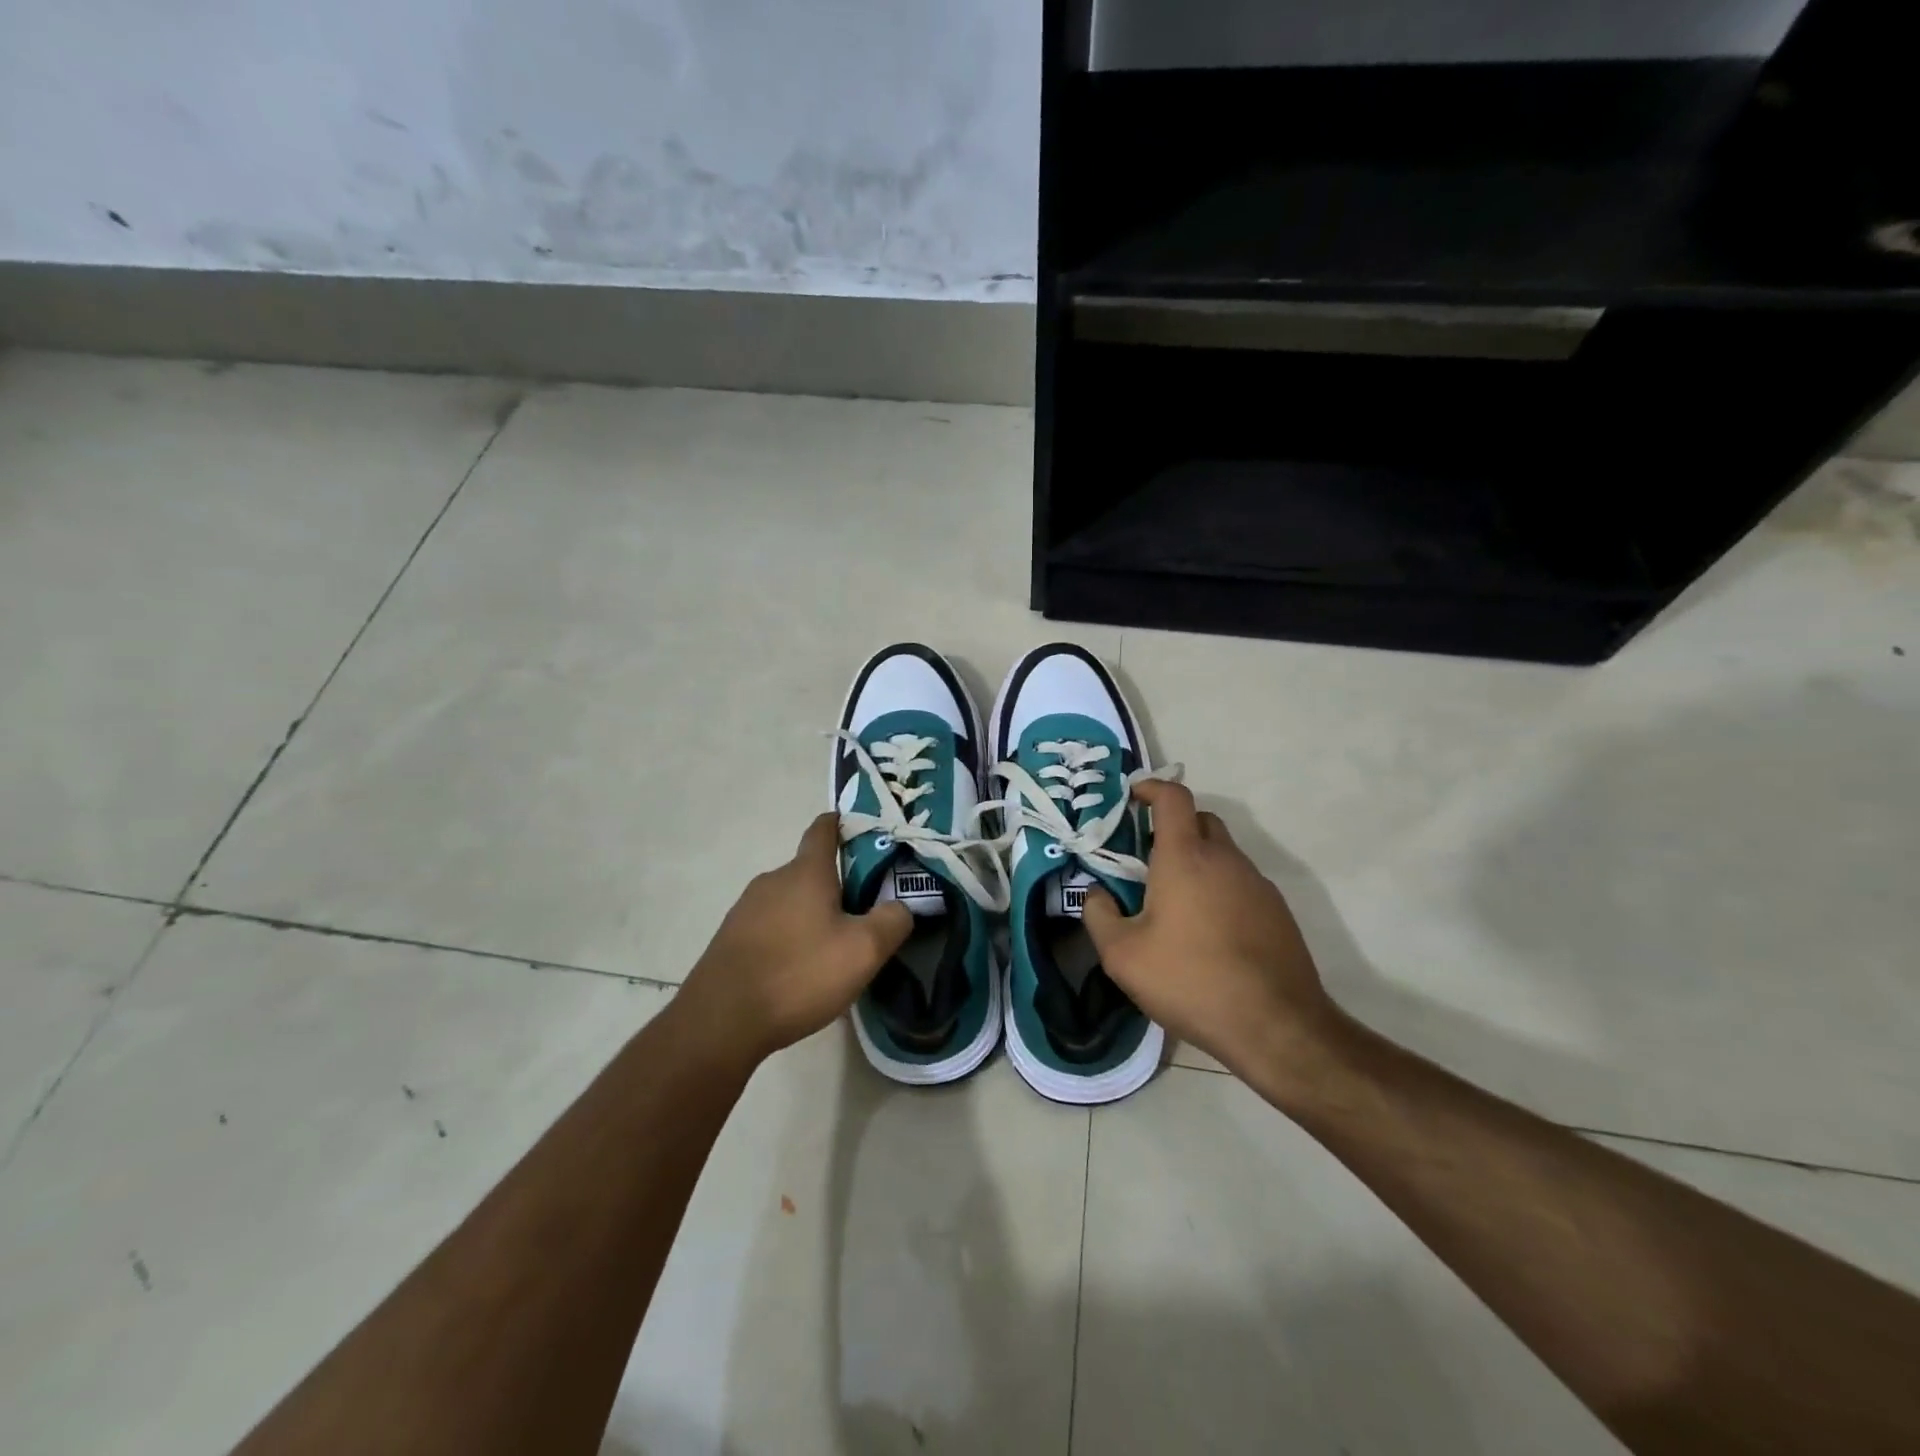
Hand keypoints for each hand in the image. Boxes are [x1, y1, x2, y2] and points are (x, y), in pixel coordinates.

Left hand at [673, 814, 912, 1069]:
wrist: (721, 1021)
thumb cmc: (799, 974)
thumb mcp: (863, 951)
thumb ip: (892, 921)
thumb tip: (901, 906)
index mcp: (806, 872)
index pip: (823, 830)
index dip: (842, 824)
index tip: (861, 831)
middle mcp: (773, 880)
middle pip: (810, 870)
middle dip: (836, 884)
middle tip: (864, 911)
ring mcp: (746, 909)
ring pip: (789, 900)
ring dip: (811, 913)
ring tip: (833, 947)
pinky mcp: (730, 939)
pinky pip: (770, 926)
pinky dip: (789, 936)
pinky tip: (799, 968)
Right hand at [1083, 782, 1343, 1085]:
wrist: (1276, 1026)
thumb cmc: (1190, 980)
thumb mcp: (1122, 955)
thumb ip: (1098, 915)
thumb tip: (1096, 894)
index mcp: (1186, 857)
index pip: (1173, 797)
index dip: (1151, 788)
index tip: (1132, 798)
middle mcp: (1225, 859)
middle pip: (1200, 820)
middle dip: (1172, 826)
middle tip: (1146, 859)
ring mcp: (1257, 884)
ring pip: (1223, 853)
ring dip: (1197, 861)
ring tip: (1174, 903)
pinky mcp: (1277, 912)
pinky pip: (1240, 883)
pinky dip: (1219, 889)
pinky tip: (1208, 932)